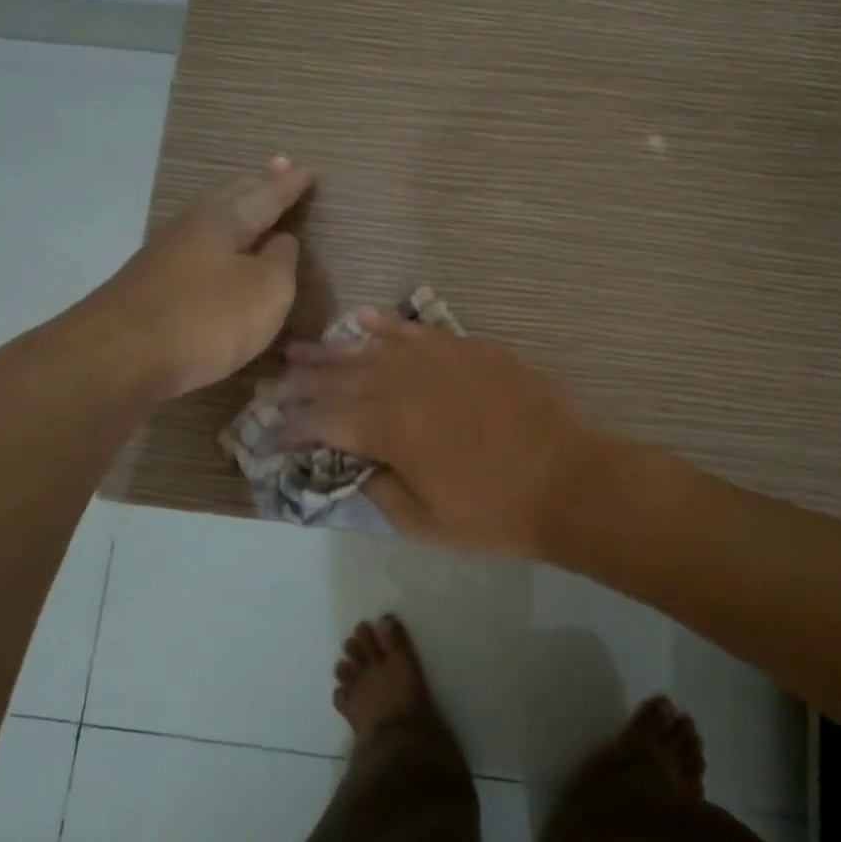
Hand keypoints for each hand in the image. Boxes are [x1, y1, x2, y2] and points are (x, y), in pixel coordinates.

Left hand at [85, 157, 312, 399]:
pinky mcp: (151, 284)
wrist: (118, 358)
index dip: (288, 186)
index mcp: (225, 220)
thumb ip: (281, 261)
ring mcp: (166, 255)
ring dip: (235, 210)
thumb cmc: (207, 318)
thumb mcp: (266, 290)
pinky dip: (217, 242)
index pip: (265, 195)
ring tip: (251, 204)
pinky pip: (197, 249)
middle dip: (258, 185)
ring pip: (210, 221)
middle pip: (230, 197)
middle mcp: (193, 227)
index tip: (306, 171)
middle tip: (278, 169)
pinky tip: (218, 251)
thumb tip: (282, 240)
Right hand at [274, 314, 609, 556]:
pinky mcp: (471, 349)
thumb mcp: (425, 522)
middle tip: (272, 381)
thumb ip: (379, 488)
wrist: (571, 480)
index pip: (323, 421)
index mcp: (389, 429)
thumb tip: (357, 462)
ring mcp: (440, 359)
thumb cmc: (496, 513)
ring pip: (373, 348)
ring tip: (301, 349)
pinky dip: (389, 326)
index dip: (291, 426)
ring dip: (334, 350)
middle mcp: (405, 384)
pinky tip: (366, 319)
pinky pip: (419, 332)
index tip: (269, 432)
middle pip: (340, 377)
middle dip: (302, 381)